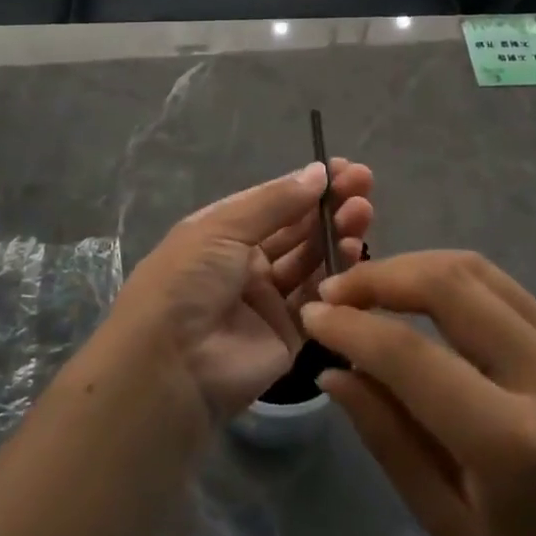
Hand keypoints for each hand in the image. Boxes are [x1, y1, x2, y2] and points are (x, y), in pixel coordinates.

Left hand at [113, 159, 372, 420]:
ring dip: (337, 234)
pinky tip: (354, 251)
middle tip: (364, 186)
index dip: (309, 185)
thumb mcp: (223, 228)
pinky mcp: (288, 334)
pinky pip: (318, 299)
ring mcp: (268, 299)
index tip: (346, 169)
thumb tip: (319, 172)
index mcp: (224, 232)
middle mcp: (246, 262)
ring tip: (362, 214)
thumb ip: (275, 202)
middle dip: (329, 206)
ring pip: (312, 260)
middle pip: (297, 229)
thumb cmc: (188, 280)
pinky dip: (337, 275)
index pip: (274, 201)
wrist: (170, 366)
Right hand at [300, 251, 535, 535]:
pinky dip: (450, 280)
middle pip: (449, 284)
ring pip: (477, 270)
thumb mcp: (448, 527)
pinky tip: (418, 300)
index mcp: (515, 443)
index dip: (352, 327)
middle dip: (381, 277)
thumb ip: (388, 437)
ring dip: (414, 267)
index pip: (412, 356)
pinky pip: (502, 287)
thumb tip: (332, 371)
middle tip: (334, 294)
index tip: (310, 317)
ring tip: (368, 289)